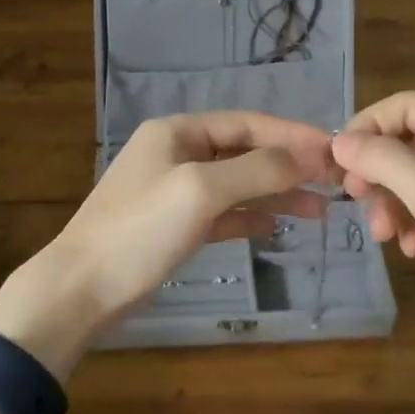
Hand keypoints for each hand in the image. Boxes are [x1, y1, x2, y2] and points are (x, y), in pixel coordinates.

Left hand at [0, 112, 335, 372]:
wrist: (80, 290)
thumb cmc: (139, 230)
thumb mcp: (200, 191)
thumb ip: (256, 170)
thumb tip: (306, 157)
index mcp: (178, 132)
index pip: (247, 123)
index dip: (292, 135)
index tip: (334, 149)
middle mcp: (178, 152)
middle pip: (245, 151)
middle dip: (288, 165)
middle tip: (334, 181)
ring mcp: (176, 189)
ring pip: (238, 183)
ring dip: (277, 192)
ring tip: (320, 208)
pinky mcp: (175, 225)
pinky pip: (223, 212)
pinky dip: (250, 216)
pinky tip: (277, 226)